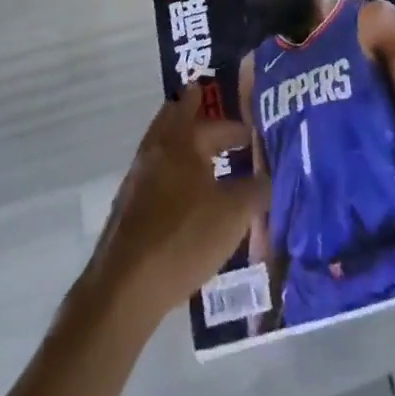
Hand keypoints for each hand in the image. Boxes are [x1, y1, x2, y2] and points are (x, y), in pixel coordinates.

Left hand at [88, 86, 265, 324]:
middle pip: (174, 116)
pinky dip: (170, 171)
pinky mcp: (127, 208)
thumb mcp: (234, 214)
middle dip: (193, 110)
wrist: (124, 288)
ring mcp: (137, 178)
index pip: (215, 124)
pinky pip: (154, 173)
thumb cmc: (184, 237)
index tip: (252, 134)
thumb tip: (269, 177)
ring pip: (161, 144)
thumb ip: (257, 190)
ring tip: (201, 152)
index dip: (236, 128)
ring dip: (180, 141)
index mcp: (182, 141)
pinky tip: (183, 194)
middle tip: (211, 107)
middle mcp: (156, 150)